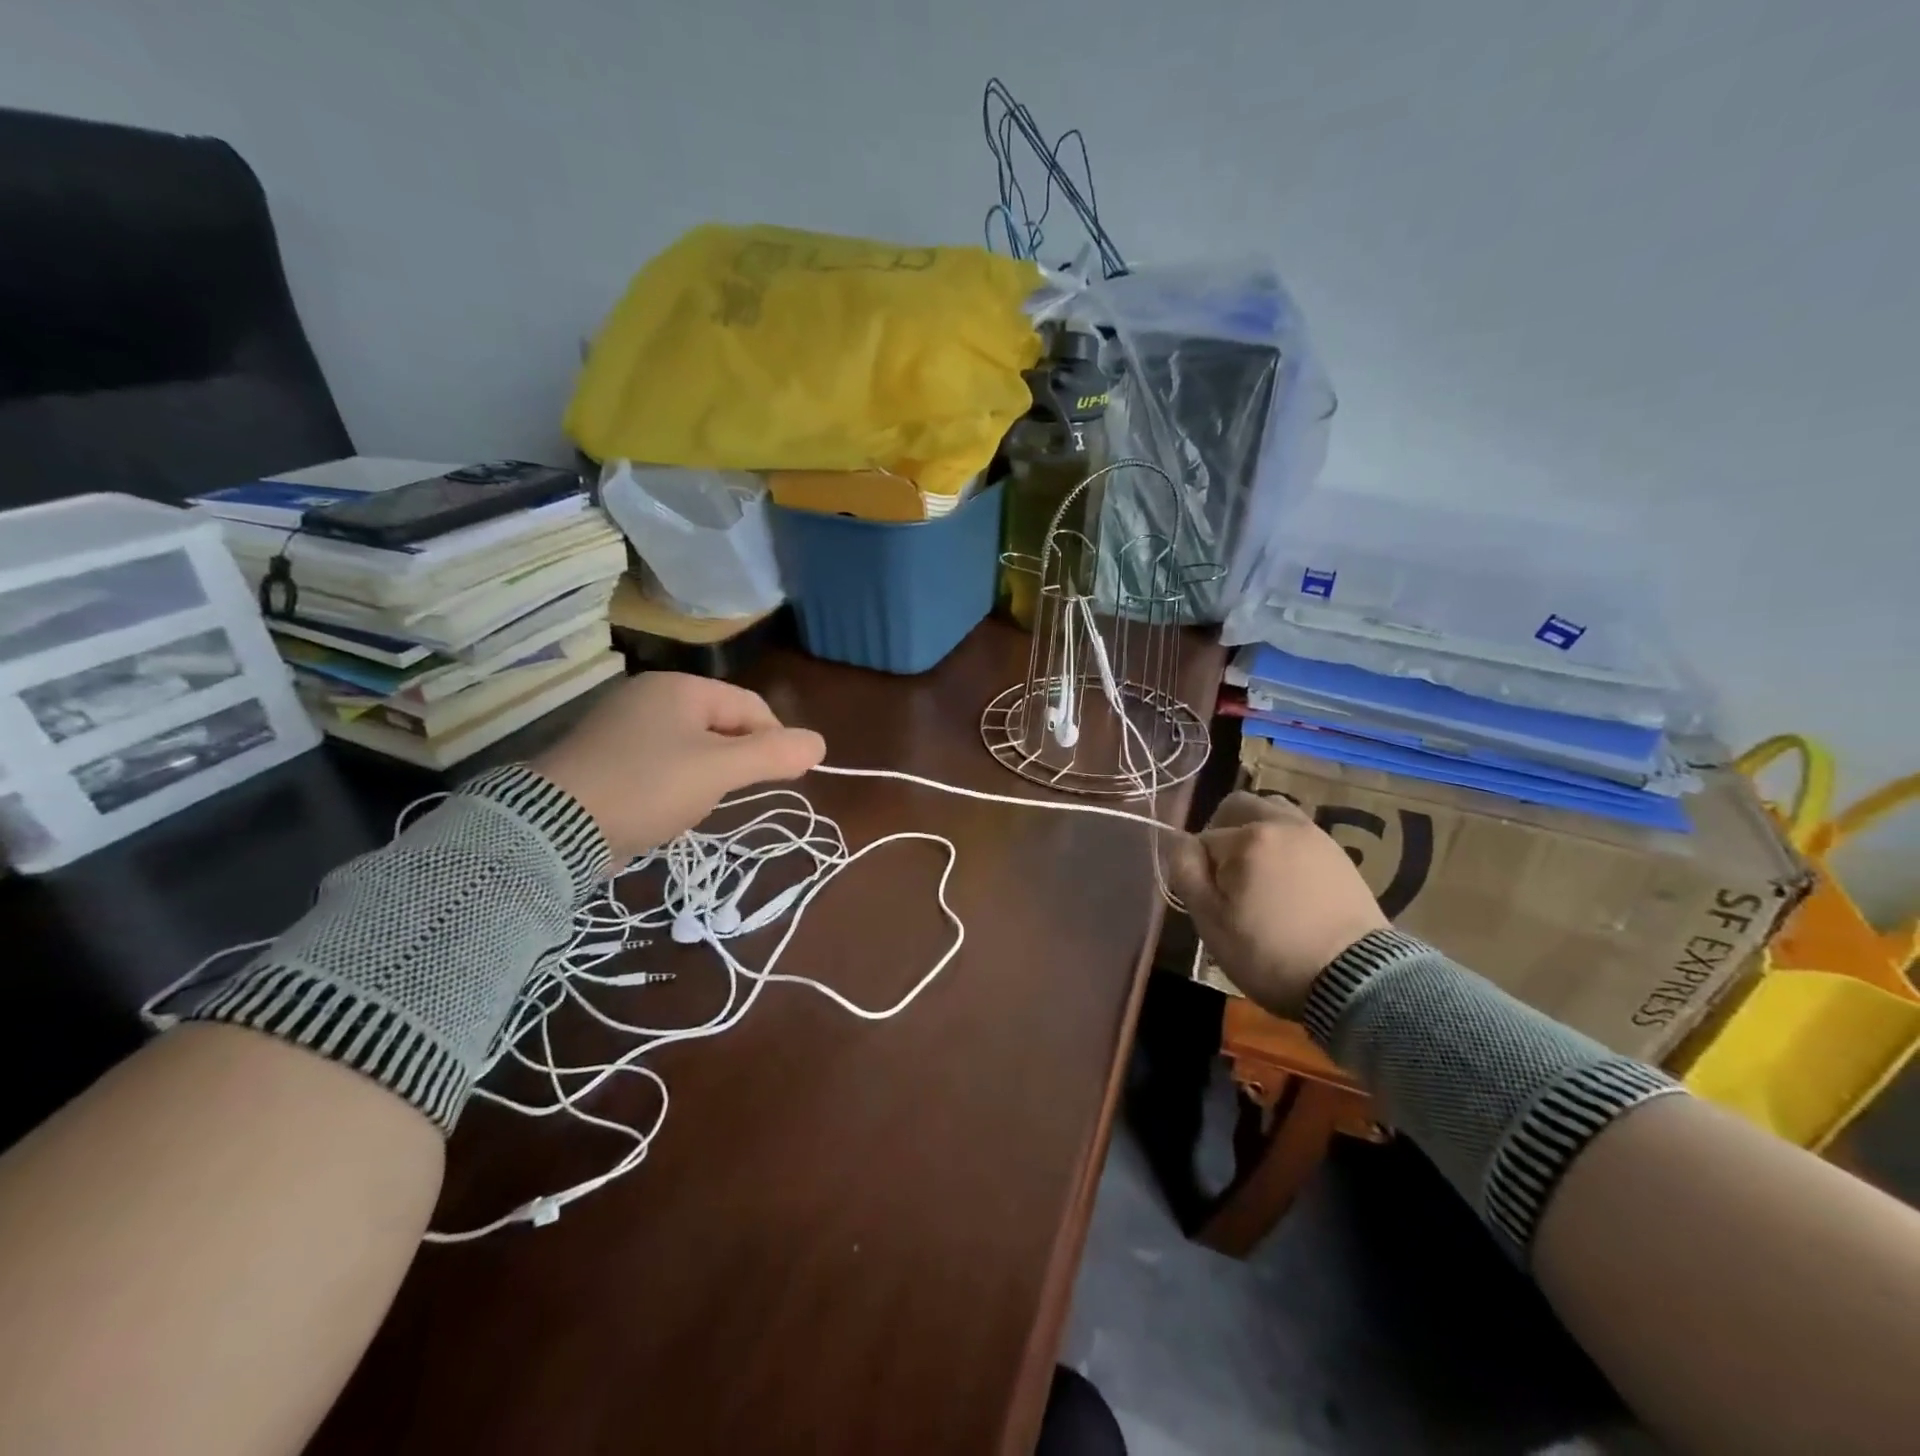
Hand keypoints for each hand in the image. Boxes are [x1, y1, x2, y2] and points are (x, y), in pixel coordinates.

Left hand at [533, 673, 824, 863]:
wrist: (553, 827)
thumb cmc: (647, 787)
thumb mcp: (719, 771)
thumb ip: (773, 755)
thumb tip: (820, 743)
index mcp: (680, 687)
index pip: (751, 706)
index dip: (775, 741)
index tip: (781, 779)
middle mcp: (651, 695)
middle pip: (723, 724)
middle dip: (737, 761)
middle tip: (730, 795)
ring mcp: (624, 724)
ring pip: (694, 745)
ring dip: (707, 774)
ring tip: (694, 804)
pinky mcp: (606, 755)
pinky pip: (662, 761)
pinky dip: (675, 782)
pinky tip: (664, 806)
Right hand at [1166, 791, 1387, 1018]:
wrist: (1356, 980)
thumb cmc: (1270, 953)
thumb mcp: (1211, 921)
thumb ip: (1186, 872)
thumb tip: (1178, 841)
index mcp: (1247, 838)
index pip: (1202, 839)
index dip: (1198, 869)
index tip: (1208, 900)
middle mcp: (1281, 824)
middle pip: (1238, 807)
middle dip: (1222, 832)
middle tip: (1225, 873)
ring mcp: (1315, 836)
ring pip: (1272, 812)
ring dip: (1255, 831)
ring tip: (1257, 872)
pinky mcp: (1339, 854)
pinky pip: (1299, 833)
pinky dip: (1284, 845)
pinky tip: (1287, 882)